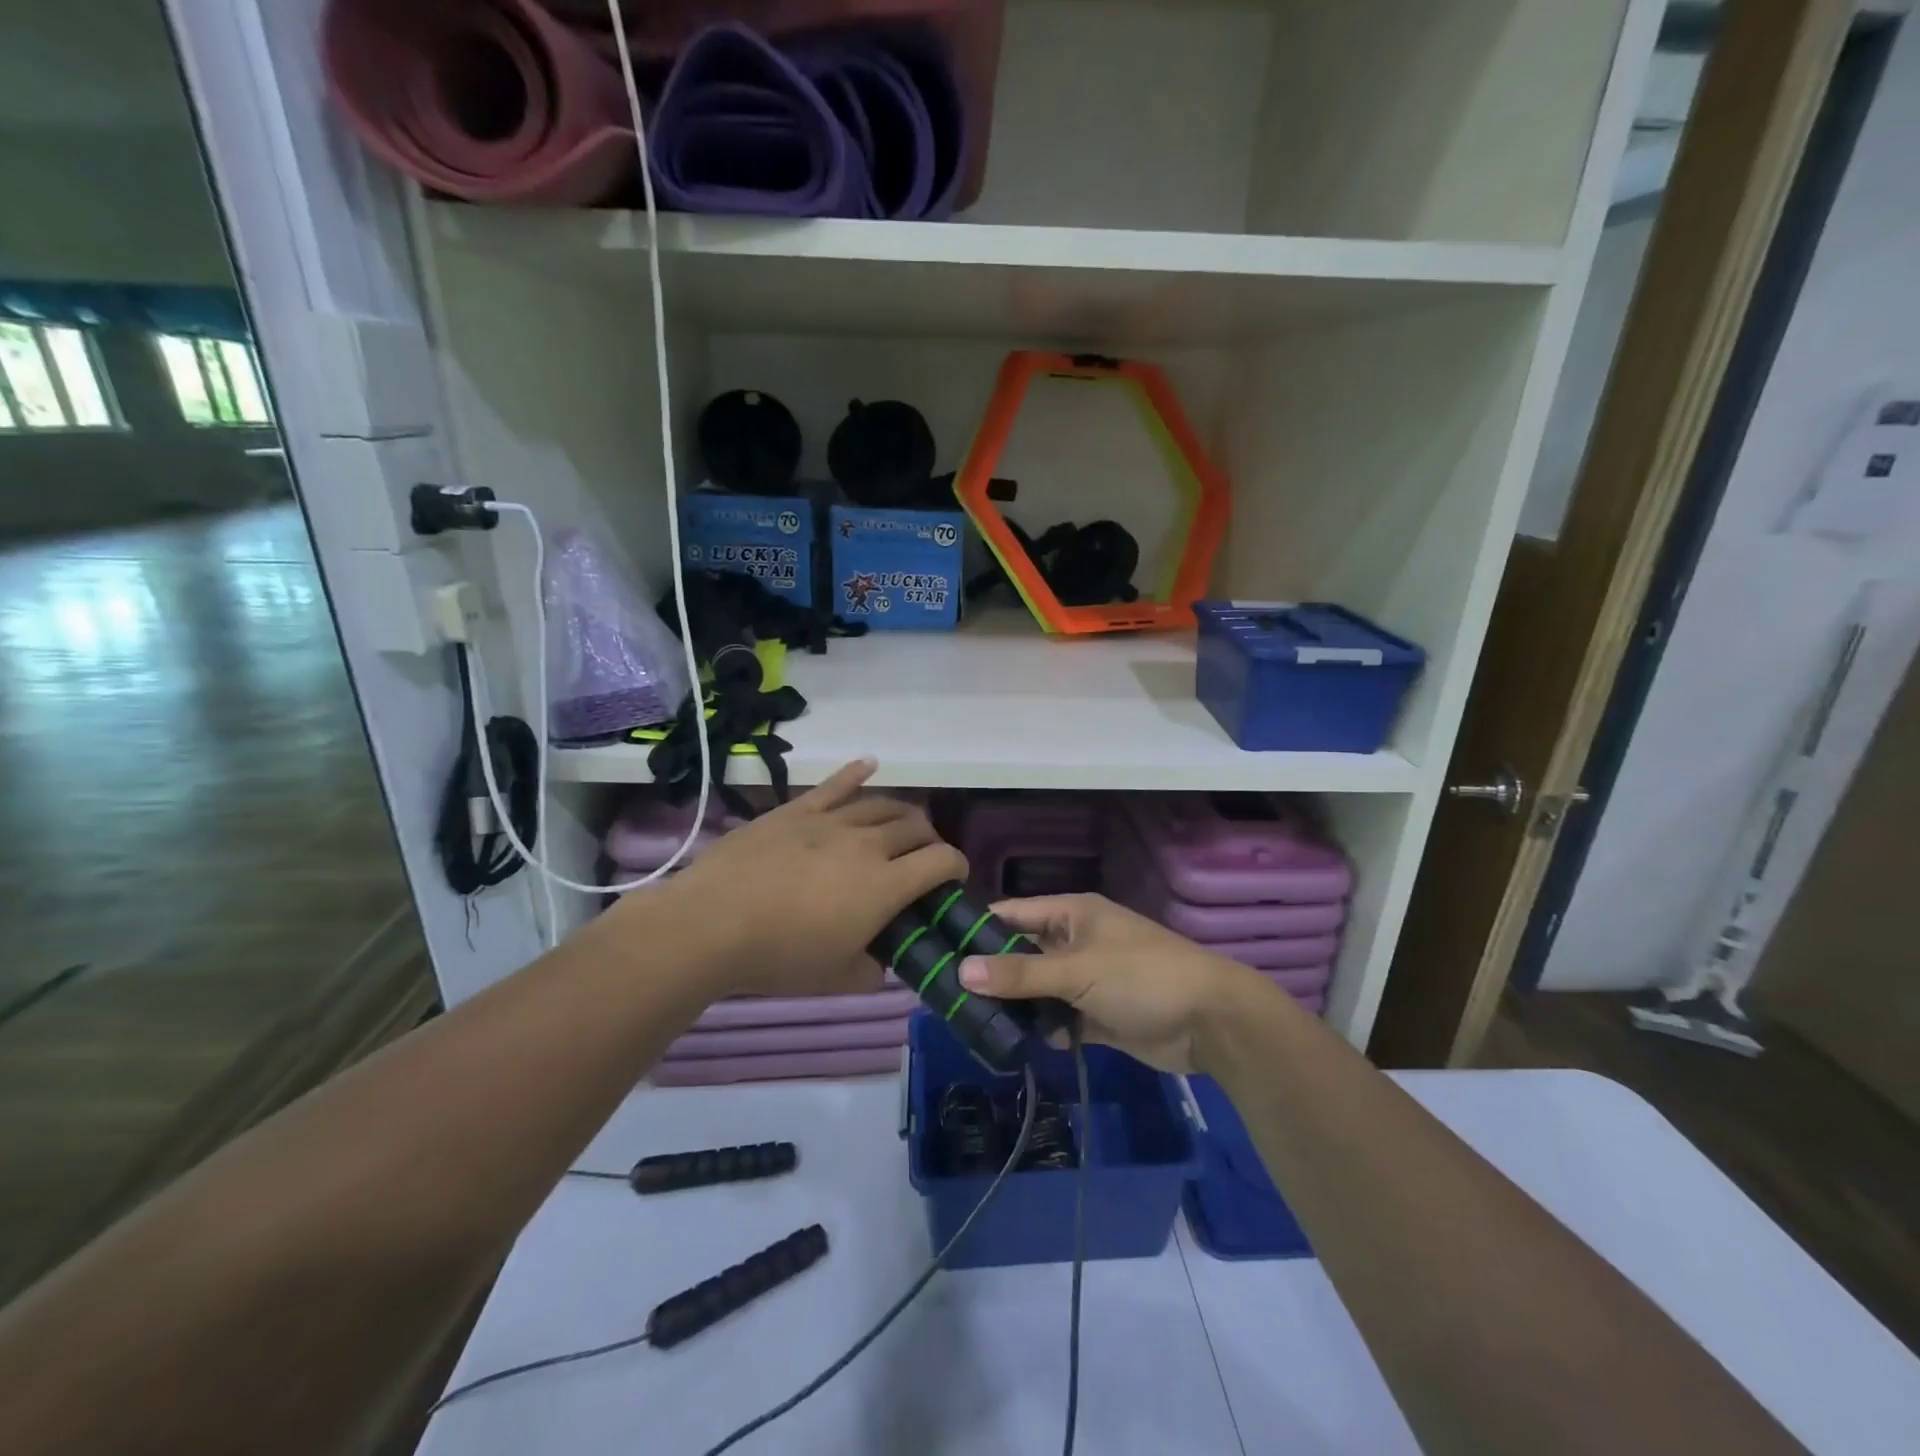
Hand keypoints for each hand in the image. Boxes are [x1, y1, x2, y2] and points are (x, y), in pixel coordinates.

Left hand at [657, 761, 966, 999]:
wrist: (712, 923)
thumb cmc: (780, 956)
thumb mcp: (837, 979)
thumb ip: (873, 971)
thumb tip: (882, 962)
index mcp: (886, 884)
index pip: (941, 861)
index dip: (957, 866)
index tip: (953, 878)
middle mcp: (868, 843)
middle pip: (916, 826)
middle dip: (930, 840)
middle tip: (923, 857)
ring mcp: (831, 820)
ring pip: (882, 804)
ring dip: (901, 813)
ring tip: (902, 824)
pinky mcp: (797, 810)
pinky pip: (835, 784)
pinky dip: (856, 772)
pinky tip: (870, 764)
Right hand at [958, 894, 1268, 1072]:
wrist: (1213, 1022)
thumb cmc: (1143, 977)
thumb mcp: (1078, 970)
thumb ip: (1020, 973)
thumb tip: (961, 972)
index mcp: (1072, 914)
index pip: (1011, 914)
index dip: (976, 931)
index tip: (935, 951)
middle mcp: (1076, 941)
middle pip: (1021, 954)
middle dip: (990, 975)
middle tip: (946, 1000)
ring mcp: (1088, 979)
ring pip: (1038, 990)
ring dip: (1015, 1007)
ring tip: (971, 1027)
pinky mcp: (1098, 1015)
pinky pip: (1059, 1019)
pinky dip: (1043, 1030)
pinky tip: (1017, 1046)